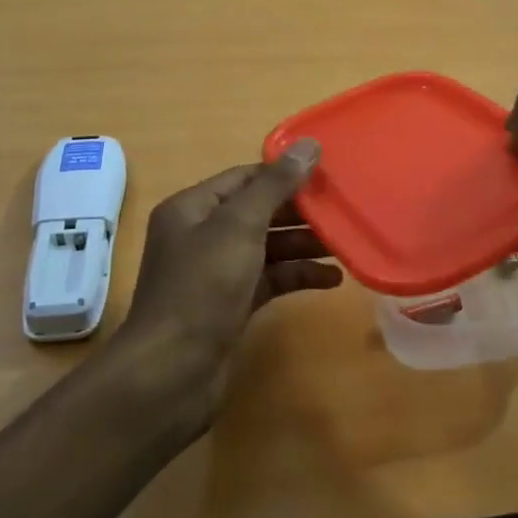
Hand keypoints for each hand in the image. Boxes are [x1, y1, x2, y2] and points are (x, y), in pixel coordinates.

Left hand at [112, 137, 338, 429]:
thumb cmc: (202, 288)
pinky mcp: (230, 306)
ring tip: (345, 244)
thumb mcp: (239, 227)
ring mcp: (215, 273)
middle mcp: (201, 236)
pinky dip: (296, 276)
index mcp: (192, 208)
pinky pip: (269, 280)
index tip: (327, 174)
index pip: (245, 178)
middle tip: (343, 209)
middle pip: (258, 212)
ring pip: (266, 247)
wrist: (172, 372)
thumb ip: (275, 185)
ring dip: (303, 245)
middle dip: (299, 212)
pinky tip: (332, 279)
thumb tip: (309, 144)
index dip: (284, 174)